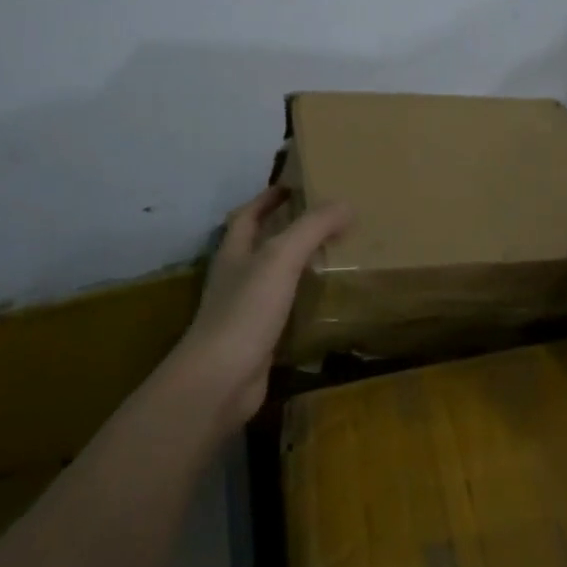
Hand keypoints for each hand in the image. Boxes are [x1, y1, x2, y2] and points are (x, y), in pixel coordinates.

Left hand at [177, 186, 351, 428]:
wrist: (220, 381)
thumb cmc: (246, 310)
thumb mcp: (281, 257)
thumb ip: (312, 228)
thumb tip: (346, 203)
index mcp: (234, 251)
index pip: (249, 214)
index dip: (269, 197)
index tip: (295, 185)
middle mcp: (236, 277)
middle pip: (261, 244)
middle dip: (288, 229)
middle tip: (326, 219)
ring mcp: (245, 310)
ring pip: (274, 278)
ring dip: (298, 266)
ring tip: (334, 255)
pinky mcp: (259, 340)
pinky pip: (285, 311)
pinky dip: (304, 302)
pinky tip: (327, 301)